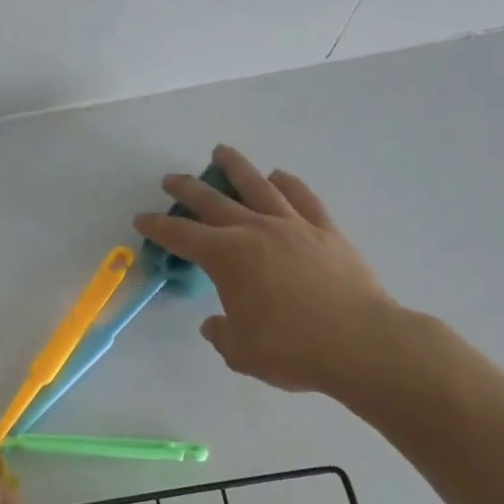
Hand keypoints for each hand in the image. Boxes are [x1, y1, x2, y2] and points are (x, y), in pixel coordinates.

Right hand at [133, 145, 402, 399]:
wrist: (362, 344)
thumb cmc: (292, 350)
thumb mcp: (240, 351)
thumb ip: (221, 332)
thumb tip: (215, 323)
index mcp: (227, 258)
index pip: (181, 236)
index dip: (158, 227)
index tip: (141, 218)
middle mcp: (255, 231)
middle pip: (213, 201)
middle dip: (187, 189)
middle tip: (170, 180)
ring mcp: (294, 227)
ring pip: (258, 186)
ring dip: (236, 167)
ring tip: (221, 152)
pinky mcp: (326, 232)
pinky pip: (302, 198)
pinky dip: (288, 183)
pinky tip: (279, 176)